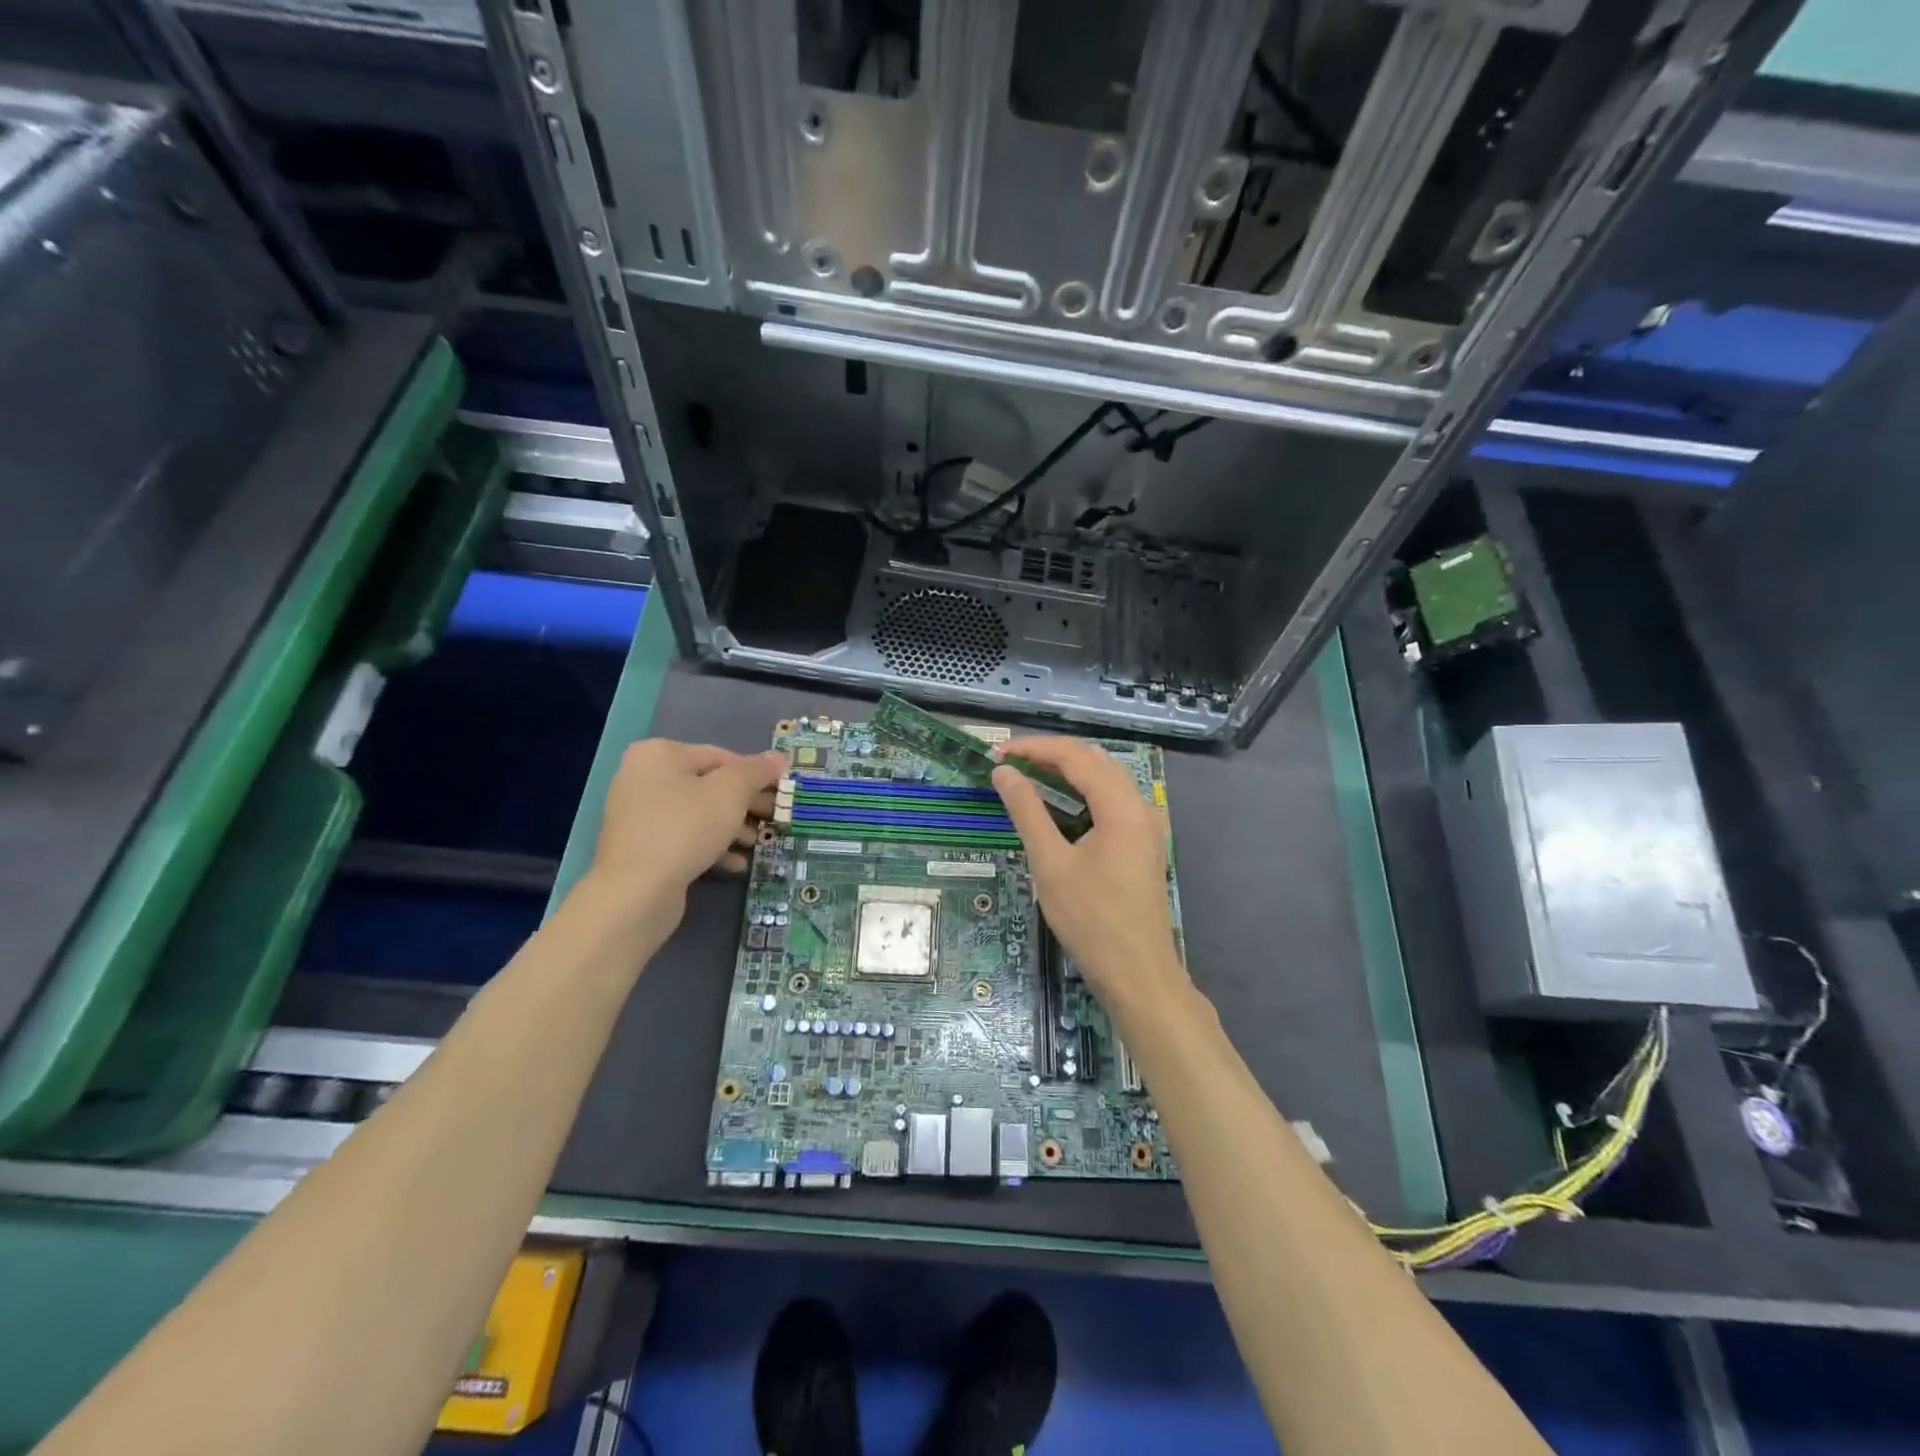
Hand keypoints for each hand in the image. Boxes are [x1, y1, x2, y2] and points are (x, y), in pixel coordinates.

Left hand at [590, 740, 784, 910]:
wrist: (636, 891)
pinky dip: (710, 846)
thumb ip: (756, 771)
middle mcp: (643, 777)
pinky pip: (683, 837)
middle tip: (774, 817)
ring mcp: (638, 814)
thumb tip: (779, 757)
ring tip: (757, 843)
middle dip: (745, 803)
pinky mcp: (641, 847)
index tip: (781, 792)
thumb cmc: (686, 828)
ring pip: (698, 813)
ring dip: (732, 827)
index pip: (721, 756)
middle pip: (708, 785)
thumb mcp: (730, 793)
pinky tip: (735, 864)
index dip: (755, 774)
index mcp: (660, 754)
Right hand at [992, 737, 1191, 1022]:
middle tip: (1008, 764)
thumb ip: (1027, 811)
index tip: (997, 753)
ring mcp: (1146, 824)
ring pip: (1106, 778)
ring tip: (1027, 776)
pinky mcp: (1143, 842)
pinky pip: (1113, 800)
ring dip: (1067, 771)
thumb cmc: (1091, 921)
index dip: (1034, 748)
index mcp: (1122, 806)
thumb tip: (1005, 772)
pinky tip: (1060, 804)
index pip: (1076, 756)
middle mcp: (1141, 806)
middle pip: (1094, 760)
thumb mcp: (1051, 864)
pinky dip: (1083, 792)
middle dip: (1050, 755)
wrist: (1137, 973)